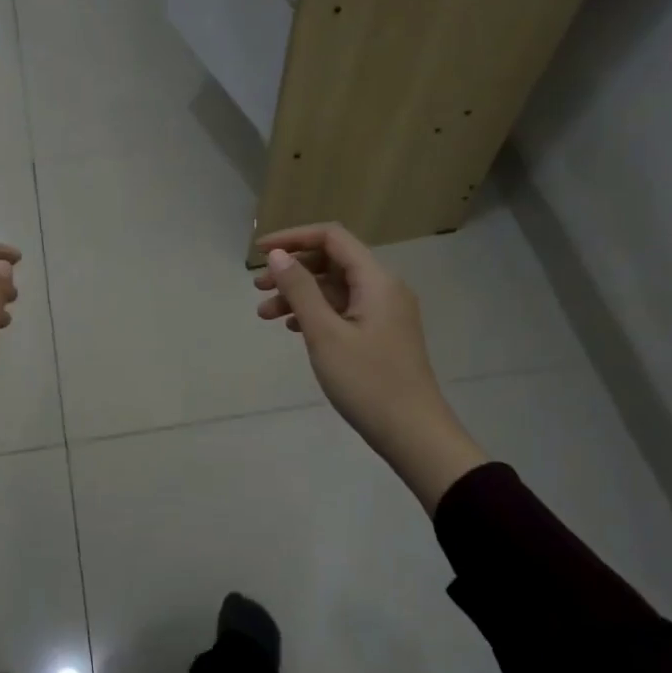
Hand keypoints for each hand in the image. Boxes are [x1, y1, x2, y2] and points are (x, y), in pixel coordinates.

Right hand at [254, 223, 486, 511]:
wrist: (414, 434)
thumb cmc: (367, 382)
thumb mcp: (325, 334)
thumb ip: (300, 290)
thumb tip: (277, 255)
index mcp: (376, 280)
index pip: (331, 238)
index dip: (293, 238)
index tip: (258, 251)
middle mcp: (384, 288)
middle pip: (332, 261)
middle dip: (292, 270)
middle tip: (257, 289)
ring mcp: (384, 312)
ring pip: (334, 288)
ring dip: (299, 295)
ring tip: (265, 315)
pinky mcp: (381, 334)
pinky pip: (343, 309)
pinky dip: (316, 312)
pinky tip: (293, 328)